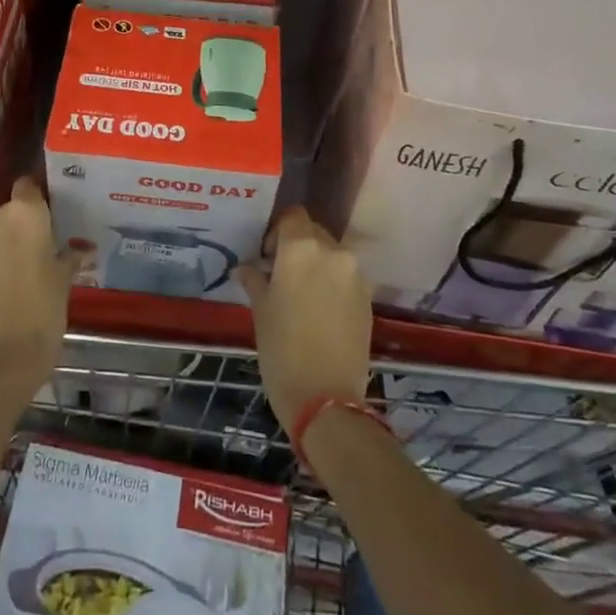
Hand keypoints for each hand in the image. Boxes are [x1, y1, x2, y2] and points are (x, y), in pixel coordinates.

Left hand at [0, 177, 80, 388]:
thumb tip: (81, 250)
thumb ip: (69, 257)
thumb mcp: (63, 280)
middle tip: (34, 246)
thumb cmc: (42, 310)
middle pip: (6, 208)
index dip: (37, 199)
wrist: (0, 355)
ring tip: (16, 265)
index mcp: (25, 212)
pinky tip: (0, 278)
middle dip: (16, 223)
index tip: (48, 215)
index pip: (28, 186)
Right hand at [237, 208, 371, 431]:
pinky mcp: (368, 297)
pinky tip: (320, 309)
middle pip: (313, 232)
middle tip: (281, 273)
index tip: (266, 254)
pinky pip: (346, 276)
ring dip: (316, 264)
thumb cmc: (282, 349)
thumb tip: (247, 267)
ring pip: (331, 254)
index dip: (277, 230)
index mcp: (301, 247)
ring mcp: (355, 274)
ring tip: (301, 293)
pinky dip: (332, 282)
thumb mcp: (260, 310)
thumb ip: (255, 279)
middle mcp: (333, 251)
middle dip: (297, 246)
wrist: (326, 399)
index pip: (292, 215)